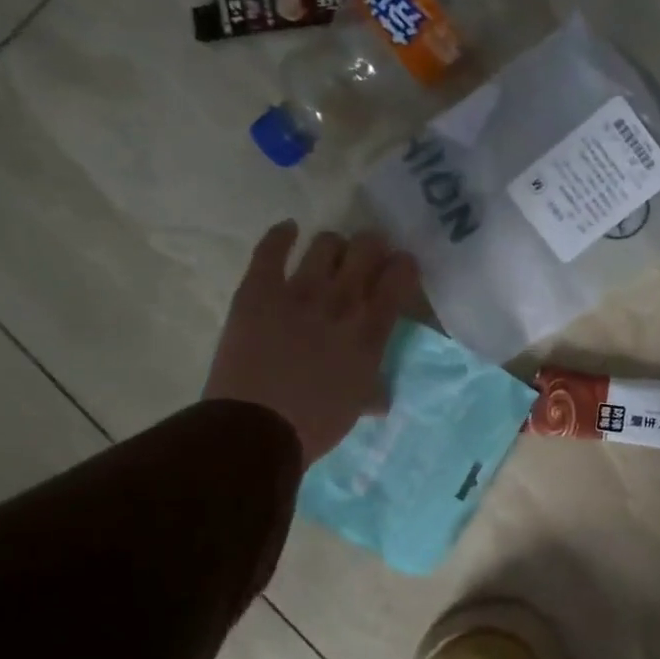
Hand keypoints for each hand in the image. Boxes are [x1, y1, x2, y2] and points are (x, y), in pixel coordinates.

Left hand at [203, 222, 419, 466]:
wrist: (256, 428)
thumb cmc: (315, 424)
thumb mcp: (358, 405)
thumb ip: (373, 389)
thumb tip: (381, 395)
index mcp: (370, 331)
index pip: (399, 279)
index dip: (404, 266)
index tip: (401, 268)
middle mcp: (341, 302)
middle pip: (366, 250)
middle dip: (373, 246)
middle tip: (368, 256)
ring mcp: (299, 292)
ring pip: (326, 244)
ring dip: (334, 245)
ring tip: (331, 254)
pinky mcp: (259, 290)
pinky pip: (271, 249)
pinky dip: (282, 235)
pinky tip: (288, 231)